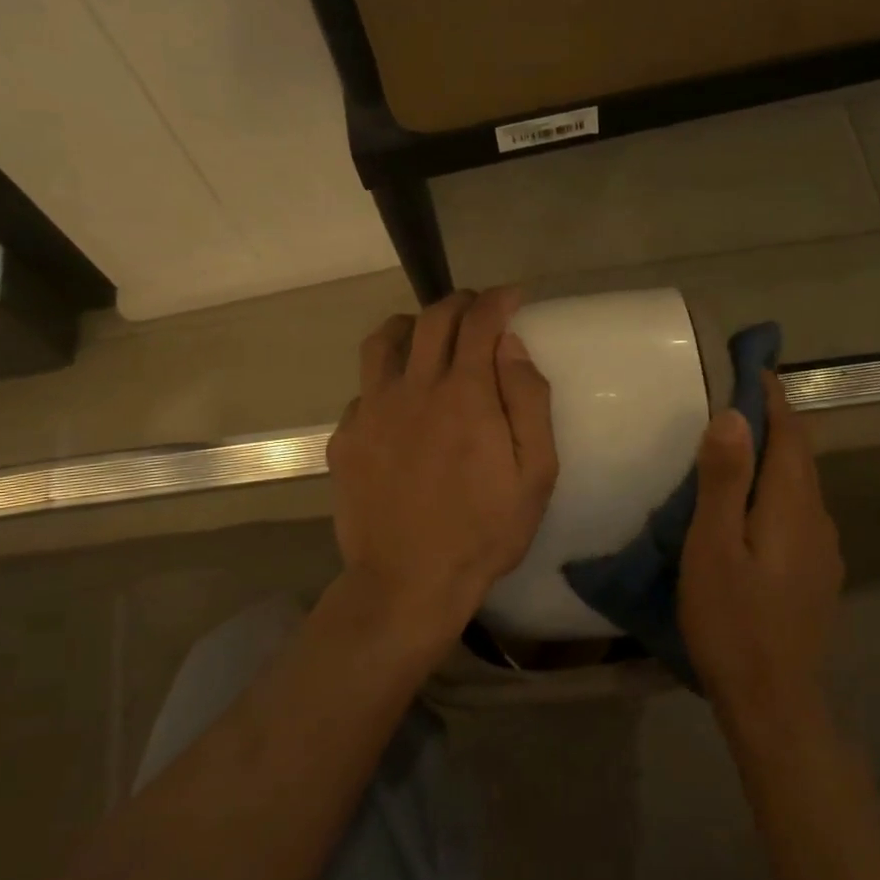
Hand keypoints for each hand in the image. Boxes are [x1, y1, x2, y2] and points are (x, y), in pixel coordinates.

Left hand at [326, 288, 558, 640]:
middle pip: (432, 319)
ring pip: (383, 340)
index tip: (512, 297)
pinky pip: (364, 388)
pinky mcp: (345, 438)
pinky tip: (398, 403)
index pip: (479, 321)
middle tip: (478, 310)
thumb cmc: (484, 531)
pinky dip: (386, 379)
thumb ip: (528, 401)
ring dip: (412, 325)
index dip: (498, 300)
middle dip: (460, 302)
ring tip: (428, 336)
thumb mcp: (534, 473)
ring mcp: (370, 411)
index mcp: (464, 394)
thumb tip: (512, 346)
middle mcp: (413, 388)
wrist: (407, 582)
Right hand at [679, 373, 844, 720]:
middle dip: (775, 419)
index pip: (789, 433)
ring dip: (776, 454)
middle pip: (800, 455)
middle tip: (738, 394)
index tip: (750, 365)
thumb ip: (722, 481)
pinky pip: (799, 511)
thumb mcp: (712, 548)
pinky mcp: (817, 573)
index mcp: (791, 505)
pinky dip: (777, 487)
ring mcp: (823, 549)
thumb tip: (732, 415)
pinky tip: (754, 504)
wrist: (774, 701)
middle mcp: (817, 518)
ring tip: (740, 443)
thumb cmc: (732, 622)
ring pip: (800, 484)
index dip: (770, 396)